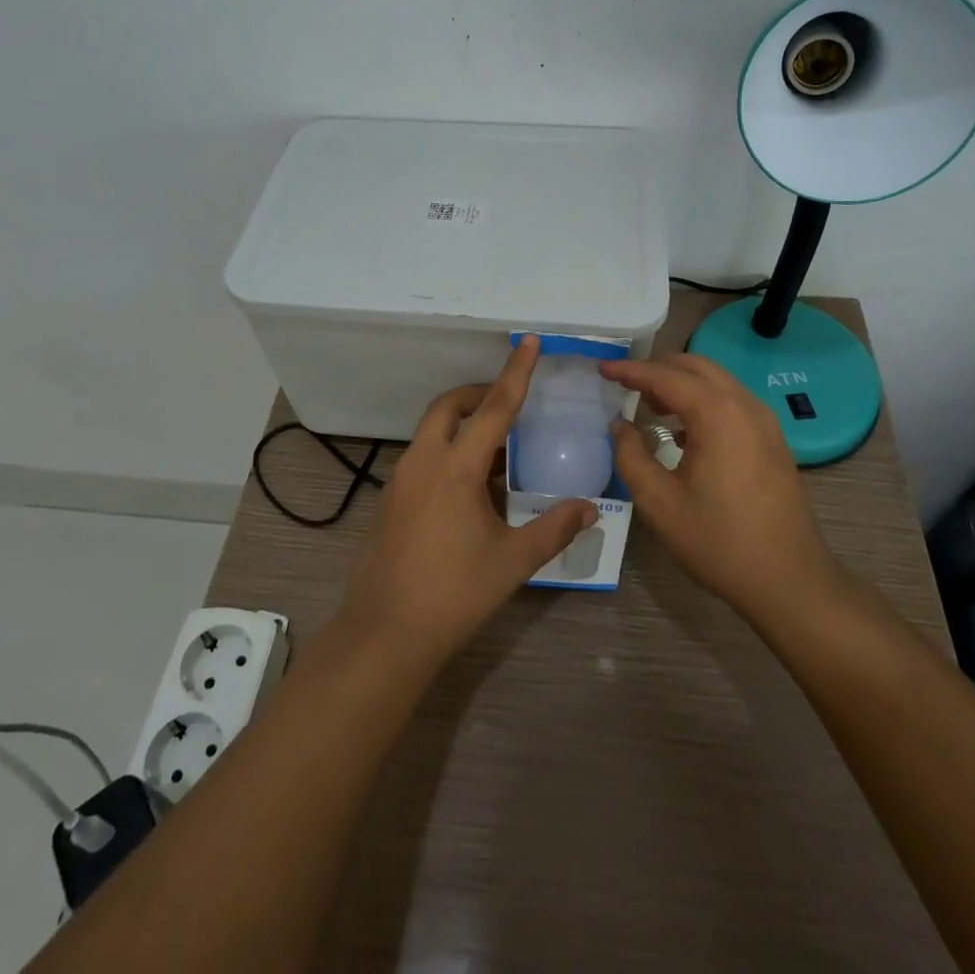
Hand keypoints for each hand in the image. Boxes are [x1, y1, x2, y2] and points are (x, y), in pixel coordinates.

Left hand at [340, 335, 598, 667]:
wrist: (385, 633)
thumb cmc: (453, 593)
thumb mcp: (512, 561)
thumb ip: (553, 528)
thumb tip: (589, 507)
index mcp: (456, 468)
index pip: (494, 408)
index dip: (516, 373)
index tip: (530, 342)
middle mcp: (423, 462)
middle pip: (450, 406)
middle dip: (479, 394)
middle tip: (509, 403)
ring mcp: (401, 479)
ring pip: (432, 432)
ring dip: (463, 427)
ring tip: (498, 453)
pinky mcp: (390, 499)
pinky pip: (423, 457)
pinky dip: (448, 453)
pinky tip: (470, 490)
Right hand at [600, 353, 845, 628]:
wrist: (789, 581)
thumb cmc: (719, 542)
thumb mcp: (659, 504)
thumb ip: (631, 457)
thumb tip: (620, 426)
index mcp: (717, 414)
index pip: (665, 376)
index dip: (630, 370)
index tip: (603, 369)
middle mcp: (745, 405)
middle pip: (695, 367)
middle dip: (657, 369)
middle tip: (624, 385)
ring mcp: (764, 421)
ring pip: (716, 381)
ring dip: (680, 383)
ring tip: (649, 404)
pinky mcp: (772, 439)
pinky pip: (731, 401)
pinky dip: (702, 400)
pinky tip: (682, 430)